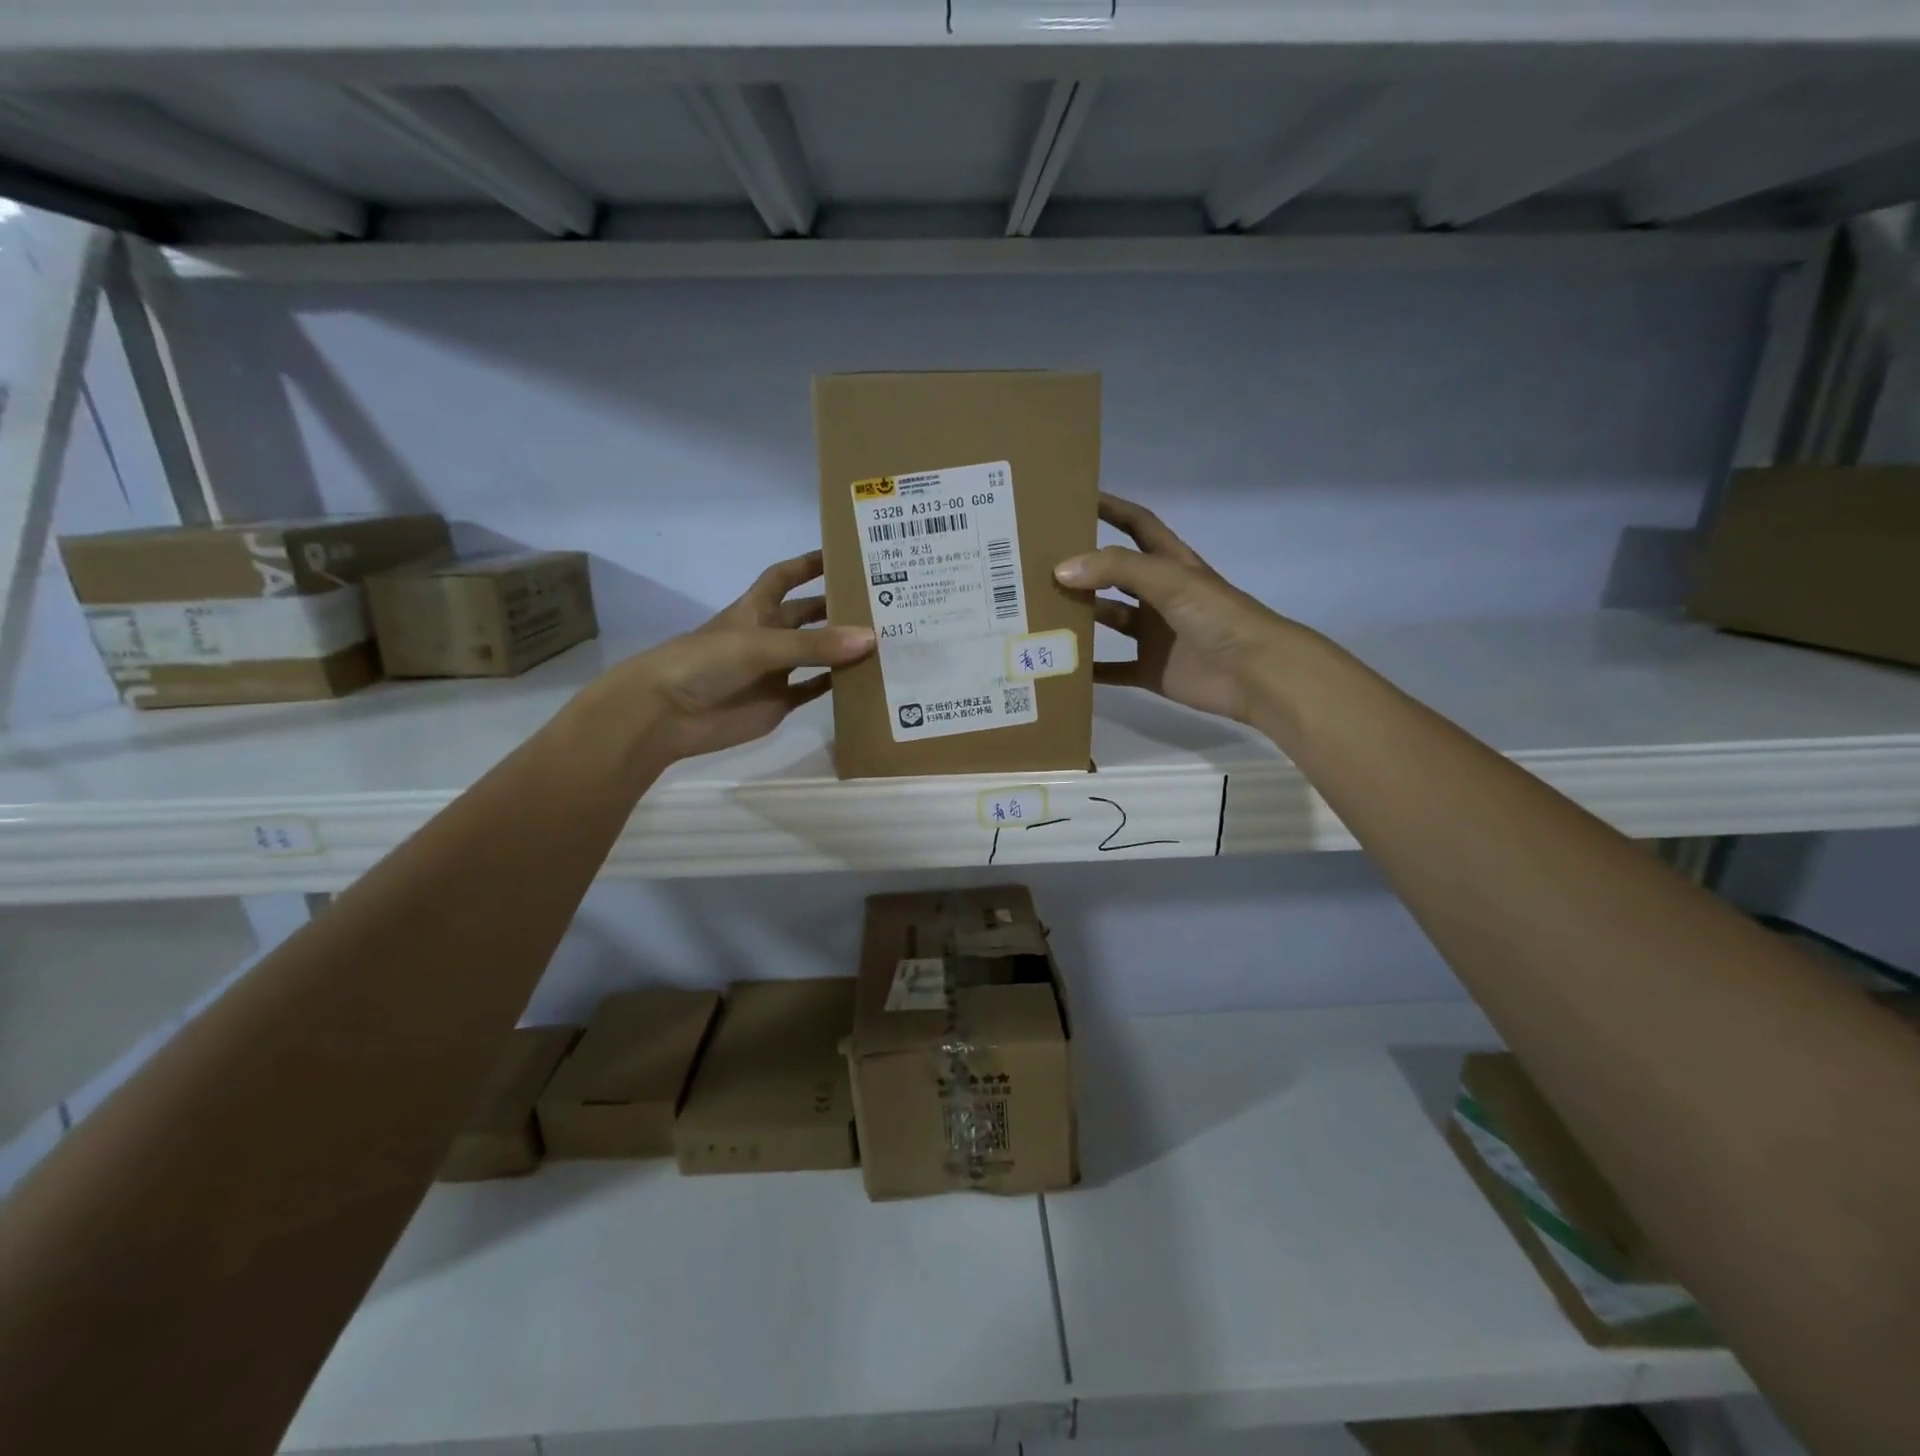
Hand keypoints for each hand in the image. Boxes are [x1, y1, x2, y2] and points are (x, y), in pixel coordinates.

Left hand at [596, 551, 873, 763]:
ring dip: (844, 649)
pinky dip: (836, 686)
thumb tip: (871, 638)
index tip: (844, 554)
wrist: (667, 714)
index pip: (785, 577)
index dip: (809, 564)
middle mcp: (768, 636)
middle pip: (809, 616)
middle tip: (883, 603)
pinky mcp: (779, 702)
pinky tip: (866, 680)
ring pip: (817, 655)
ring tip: (886, 640)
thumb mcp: (760, 644)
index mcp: (756, 610)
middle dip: (839, 608)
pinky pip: (813, 691)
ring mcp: (775, 671)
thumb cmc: (705, 662)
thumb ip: (814, 645)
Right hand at [1057, 494, 1300, 725]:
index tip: (1072, 500)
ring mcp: (1154, 634)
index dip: (1110, 509)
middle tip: (1037, 563)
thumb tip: (1061, 570)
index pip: (1136, 525)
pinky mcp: (1150, 670)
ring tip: (1038, 611)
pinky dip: (1088, 669)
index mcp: (1170, 564)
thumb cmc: (1217, 616)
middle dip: (1081, 568)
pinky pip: (1112, 669)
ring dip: (1079, 616)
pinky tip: (1059, 665)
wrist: (1254, 673)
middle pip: (1113, 575)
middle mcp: (1159, 595)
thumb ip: (1118, 569)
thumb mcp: (1169, 580)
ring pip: (1109, 620)